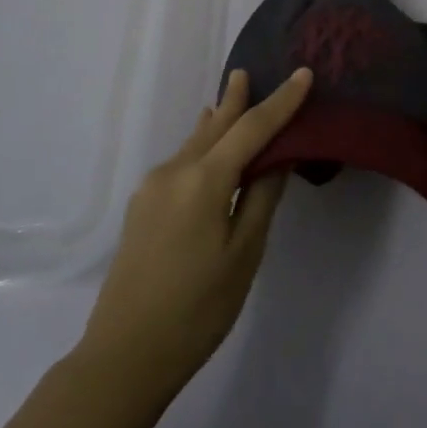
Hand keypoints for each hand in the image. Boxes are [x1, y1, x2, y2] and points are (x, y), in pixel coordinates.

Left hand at [77, 68, 312, 396]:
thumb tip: (275, 159)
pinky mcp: (143, 206)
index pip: (252, 128)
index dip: (281, 102)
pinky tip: (206, 144)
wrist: (124, 355)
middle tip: (249, 72)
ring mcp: (153, 187)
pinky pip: (181, 161)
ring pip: (196, 142)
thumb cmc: (197, 310)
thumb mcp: (243, 255)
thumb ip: (261, 198)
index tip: (302, 74)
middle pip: (216, 126)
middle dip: (237, 100)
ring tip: (231, 97)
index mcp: (203, 179)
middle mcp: (174, 171)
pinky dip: (202, 145)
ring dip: (217, 121)